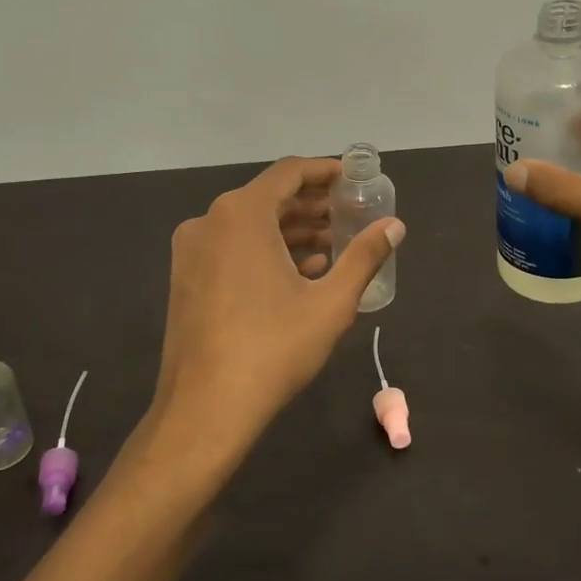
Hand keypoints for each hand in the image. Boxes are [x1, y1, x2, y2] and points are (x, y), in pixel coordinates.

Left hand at [150, 157, 403, 458]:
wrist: (205, 409)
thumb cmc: (273, 349)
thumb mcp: (330, 303)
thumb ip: (364, 257)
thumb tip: (395, 226)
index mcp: (241, 215)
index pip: (288, 173)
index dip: (325, 172)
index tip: (354, 179)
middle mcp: (209, 222)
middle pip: (268, 199)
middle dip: (311, 206)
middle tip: (350, 216)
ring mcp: (190, 252)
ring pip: (249, 226)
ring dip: (291, 231)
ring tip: (333, 247)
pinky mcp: (184, 279)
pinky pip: (231, 249)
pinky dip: (265, 252)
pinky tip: (298, 275)